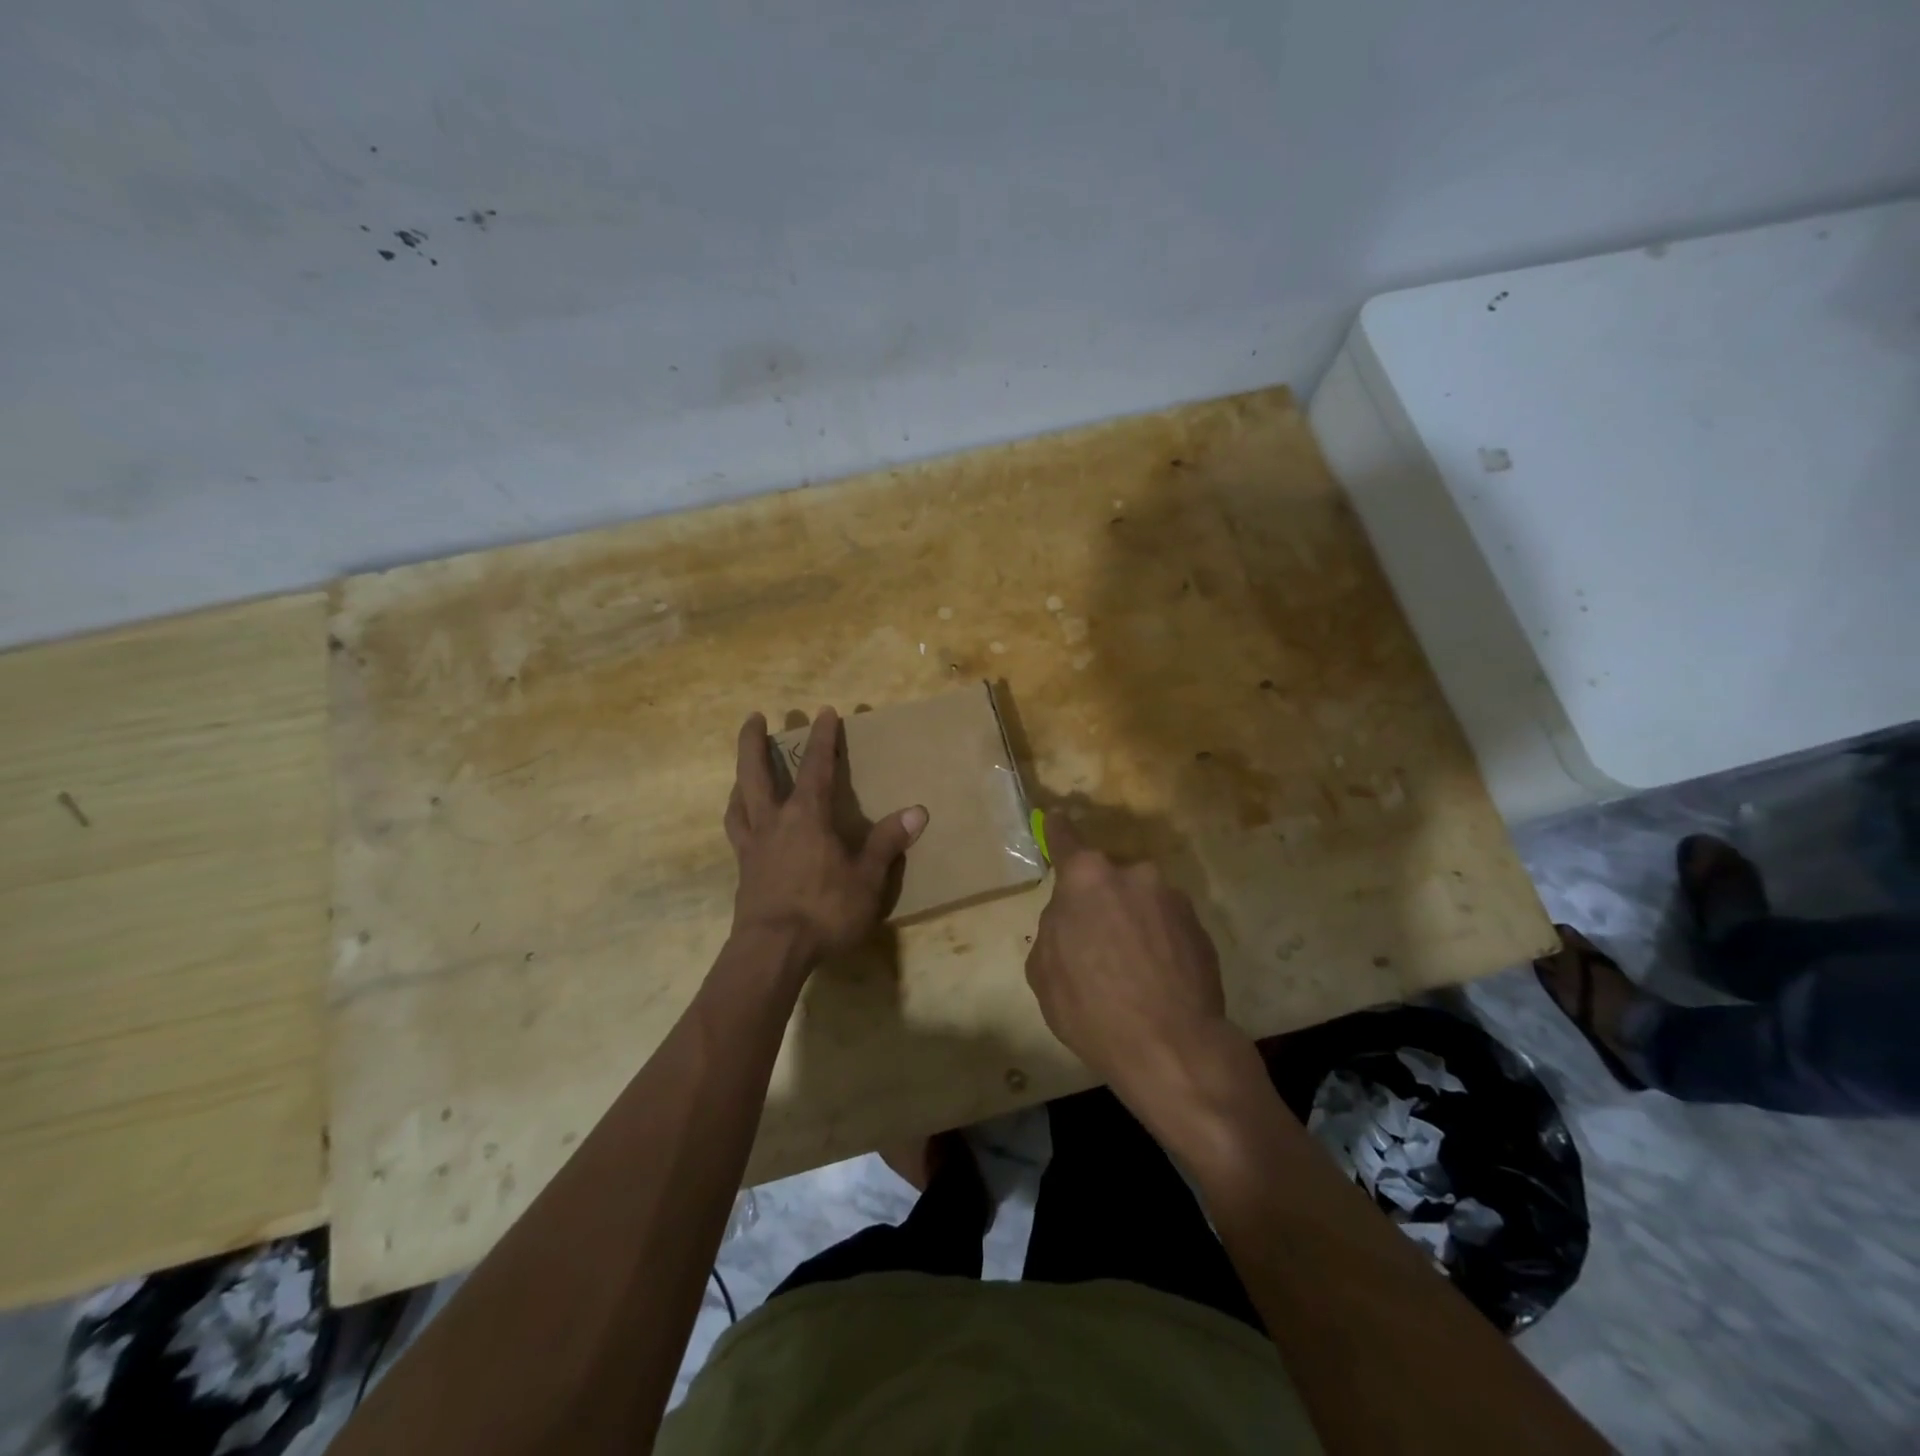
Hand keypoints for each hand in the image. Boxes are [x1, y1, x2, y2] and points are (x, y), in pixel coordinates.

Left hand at [723, 708, 927, 972]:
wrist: (772, 952)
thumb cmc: (824, 911)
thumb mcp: (867, 879)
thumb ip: (887, 843)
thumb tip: (916, 811)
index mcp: (807, 817)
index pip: (816, 767)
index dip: (822, 738)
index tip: (824, 712)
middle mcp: (774, 822)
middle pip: (756, 772)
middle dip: (754, 742)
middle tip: (754, 717)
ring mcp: (753, 846)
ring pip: (740, 800)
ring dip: (741, 777)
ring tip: (744, 769)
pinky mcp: (743, 870)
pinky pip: (737, 831)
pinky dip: (738, 815)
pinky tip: (744, 820)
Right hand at [1025, 812, 1236, 1121]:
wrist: (1173, 1049)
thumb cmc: (1092, 1009)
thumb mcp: (1044, 972)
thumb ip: (1054, 928)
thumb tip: (1071, 919)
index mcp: (1087, 879)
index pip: (1066, 839)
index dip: (1058, 830)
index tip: (1057, 817)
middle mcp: (1133, 875)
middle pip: (1106, 880)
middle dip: (1100, 903)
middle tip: (1096, 946)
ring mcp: (1173, 899)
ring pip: (1141, 902)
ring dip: (1133, 924)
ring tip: (1133, 972)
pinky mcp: (1201, 927)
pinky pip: (1168, 926)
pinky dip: (1159, 943)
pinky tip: (1158, 981)